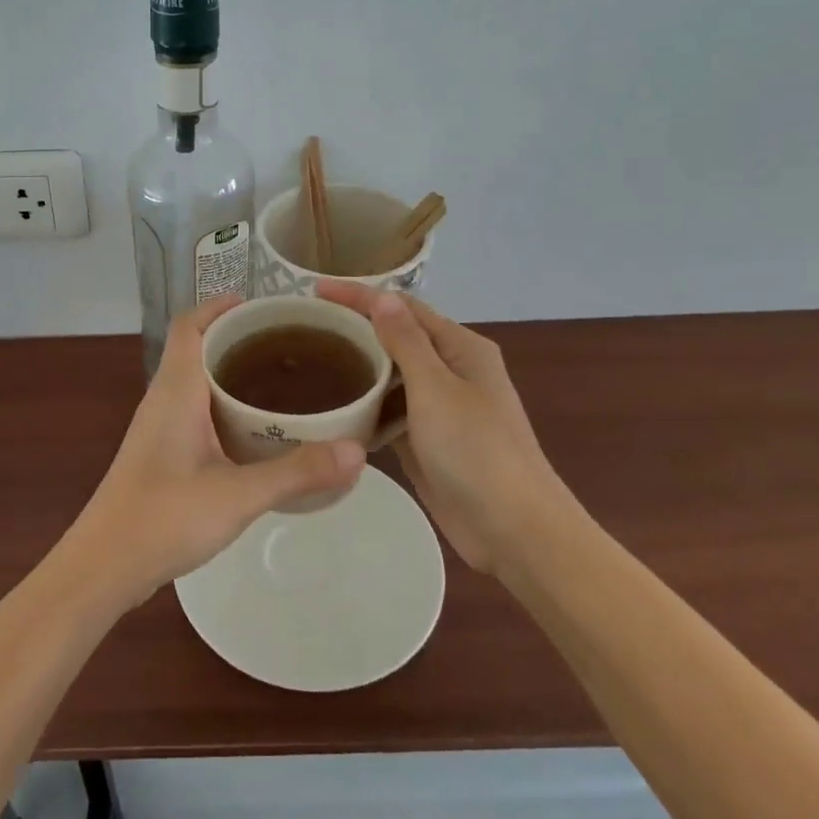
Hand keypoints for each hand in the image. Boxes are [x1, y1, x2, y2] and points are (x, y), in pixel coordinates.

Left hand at [63, 295, 366, 608]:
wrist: (105, 565)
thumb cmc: (164, 518)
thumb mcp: (238, 494)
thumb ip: (297, 472)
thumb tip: (358, 452)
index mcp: (176, 390)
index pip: (190, 325)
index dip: (220, 306)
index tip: (263, 306)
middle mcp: (163, 399)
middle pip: (195, 348)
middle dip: (236, 338)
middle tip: (288, 344)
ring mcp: (158, 428)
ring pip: (194, 382)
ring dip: (229, 373)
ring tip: (280, 381)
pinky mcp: (161, 454)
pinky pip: (194, 411)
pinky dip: (223, 406)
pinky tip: (254, 432)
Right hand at [318, 283, 580, 577]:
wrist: (512, 529)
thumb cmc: (476, 450)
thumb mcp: (436, 388)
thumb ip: (406, 342)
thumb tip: (382, 298)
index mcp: (460, 348)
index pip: (403, 308)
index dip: (359, 296)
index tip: (314, 289)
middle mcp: (451, 371)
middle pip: (397, 339)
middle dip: (355, 330)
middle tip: (306, 328)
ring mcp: (440, 408)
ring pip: (391, 377)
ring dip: (358, 369)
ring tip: (311, 363)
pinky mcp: (428, 441)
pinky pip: (391, 412)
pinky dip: (366, 407)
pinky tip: (334, 409)